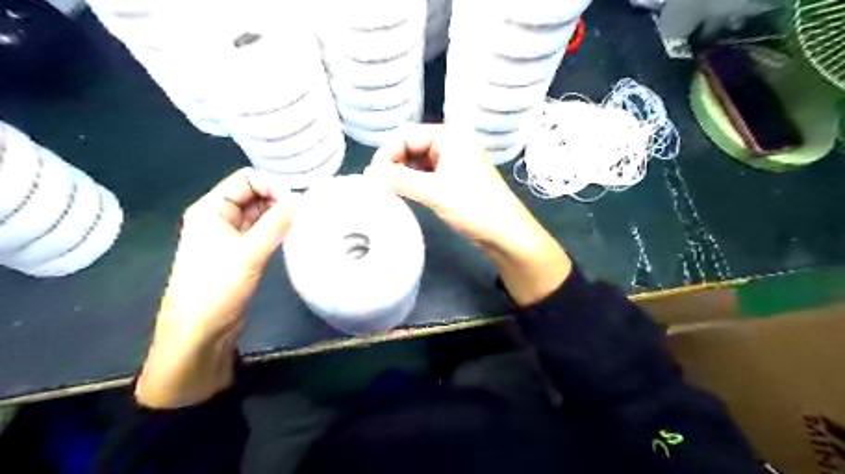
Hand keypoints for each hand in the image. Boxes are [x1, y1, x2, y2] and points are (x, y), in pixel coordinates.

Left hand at [137, 168, 294, 408]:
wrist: (200, 331)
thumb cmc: (217, 288)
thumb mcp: (248, 252)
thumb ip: (275, 224)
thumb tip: (298, 202)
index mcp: (211, 209)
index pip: (245, 179)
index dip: (271, 185)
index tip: (296, 202)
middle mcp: (218, 217)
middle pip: (252, 194)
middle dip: (278, 199)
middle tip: (304, 213)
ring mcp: (229, 236)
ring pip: (258, 214)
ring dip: (279, 215)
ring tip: (303, 223)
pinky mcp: (239, 253)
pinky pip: (260, 232)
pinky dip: (276, 230)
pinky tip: (293, 235)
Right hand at [371, 124, 573, 304]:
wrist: (504, 232)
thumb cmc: (472, 206)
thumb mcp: (433, 191)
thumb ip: (399, 179)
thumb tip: (371, 172)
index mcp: (450, 135)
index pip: (407, 135)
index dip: (387, 153)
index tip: (371, 175)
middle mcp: (452, 142)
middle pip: (412, 146)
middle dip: (394, 163)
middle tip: (377, 184)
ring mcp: (454, 161)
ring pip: (418, 161)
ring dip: (402, 173)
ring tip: (387, 189)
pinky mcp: (455, 178)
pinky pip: (427, 173)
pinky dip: (414, 181)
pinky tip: (404, 192)